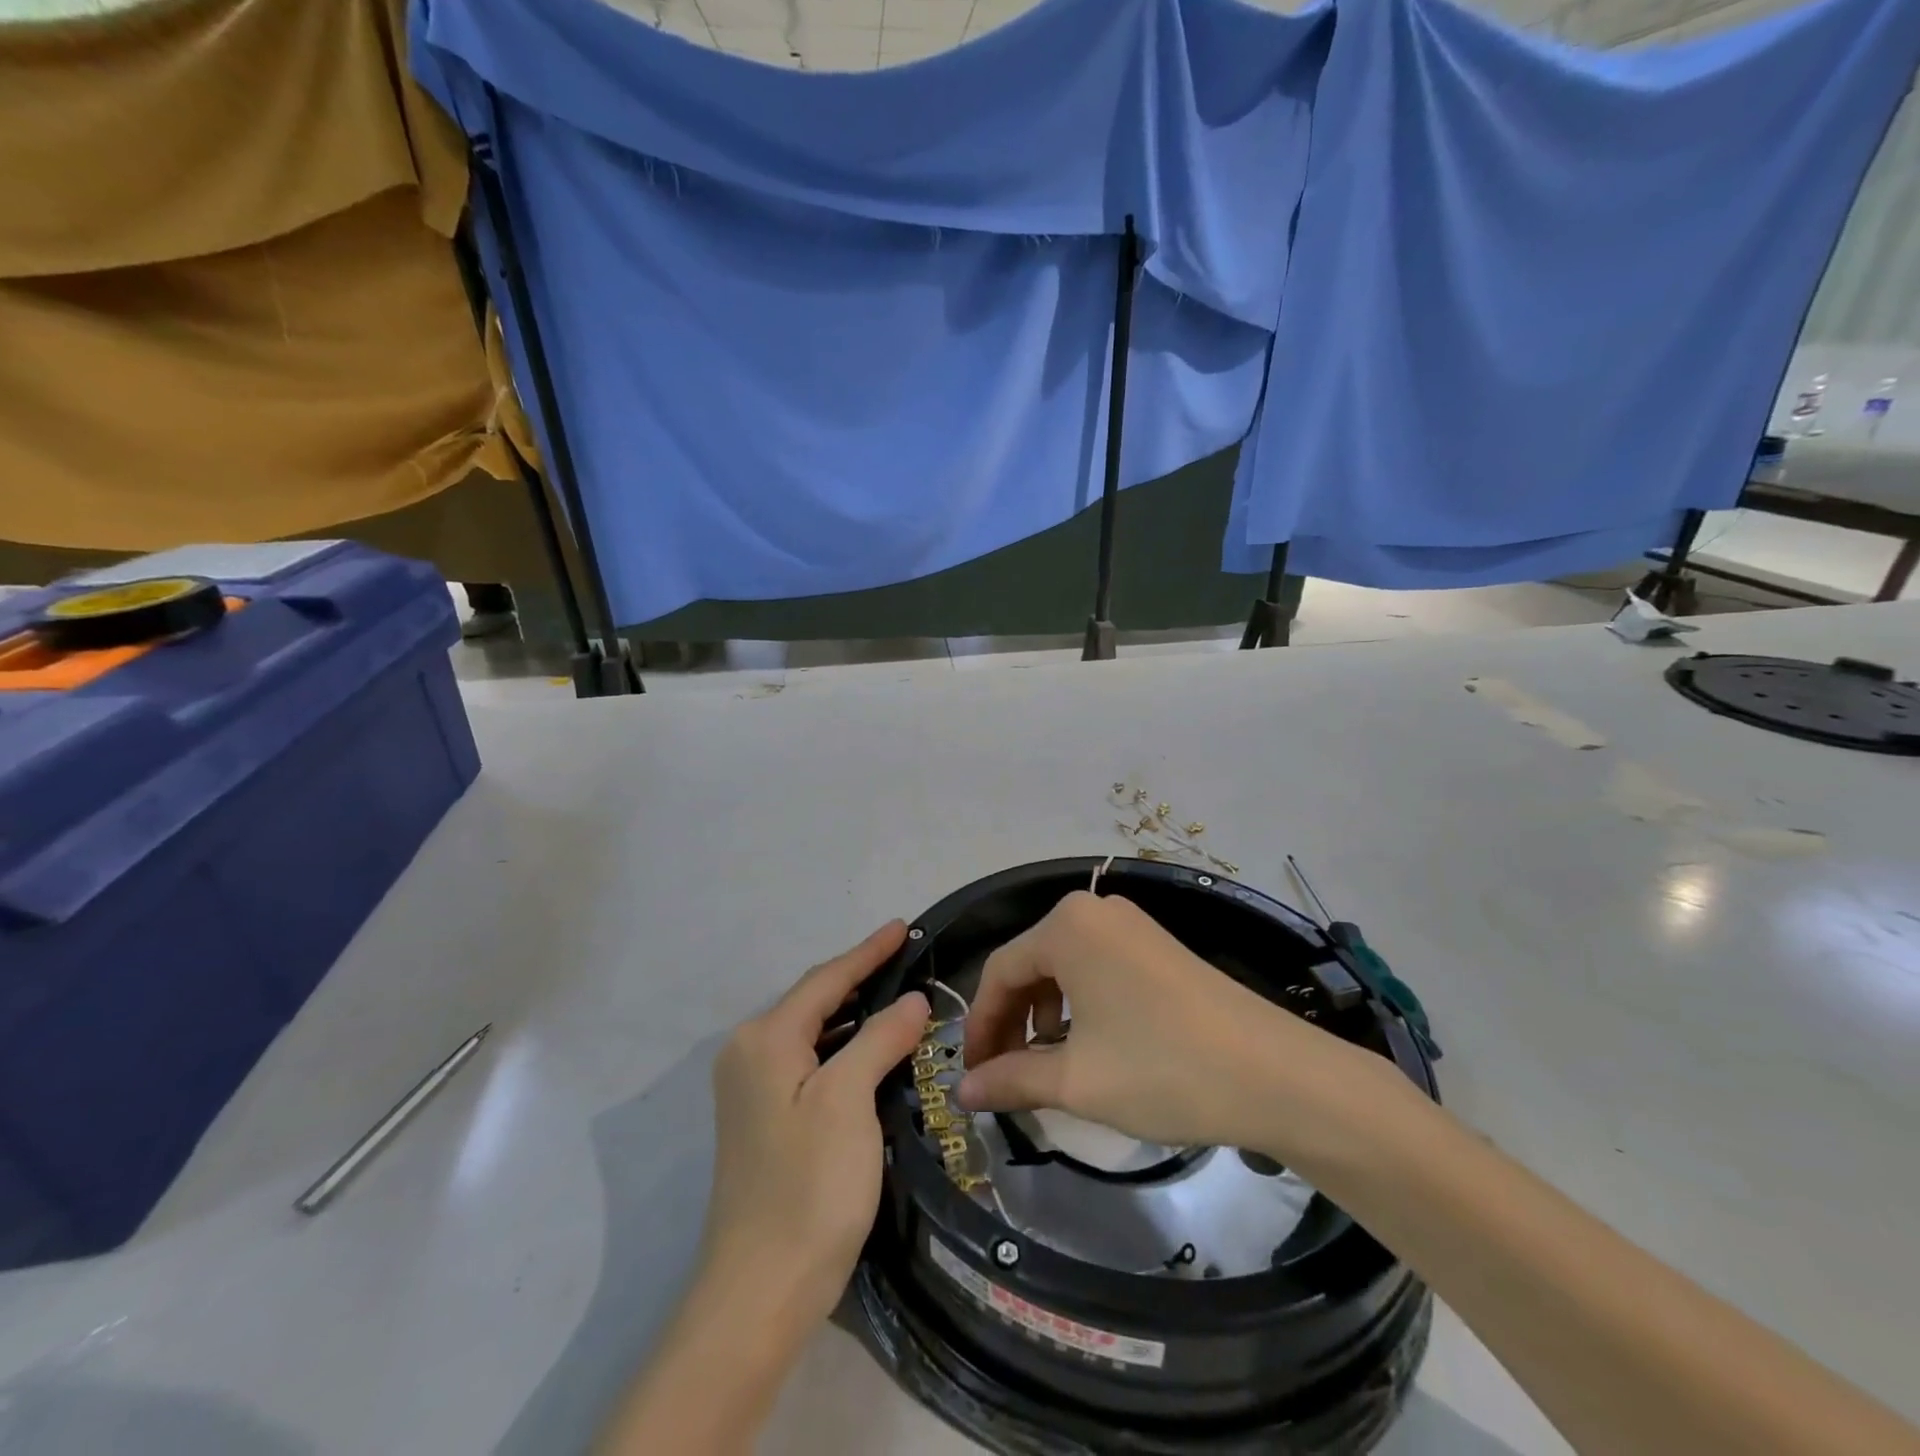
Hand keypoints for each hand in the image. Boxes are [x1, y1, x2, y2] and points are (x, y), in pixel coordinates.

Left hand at [699, 921, 928, 1337]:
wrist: (760, 1289)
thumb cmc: (809, 1185)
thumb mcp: (849, 1100)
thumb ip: (880, 1038)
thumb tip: (911, 1000)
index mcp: (765, 1038)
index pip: (826, 979)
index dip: (869, 951)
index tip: (905, 925)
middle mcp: (749, 1051)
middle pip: (816, 1000)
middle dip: (861, 977)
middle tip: (909, 958)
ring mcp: (751, 1086)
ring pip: (813, 1031)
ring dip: (854, 1013)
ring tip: (899, 995)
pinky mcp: (762, 1116)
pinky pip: (809, 1059)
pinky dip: (842, 1046)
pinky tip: (871, 1048)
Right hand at [958, 891, 1365, 1156]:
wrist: (1277, 1074)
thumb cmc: (1162, 1069)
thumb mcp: (1077, 1080)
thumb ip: (1010, 1079)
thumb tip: (961, 1092)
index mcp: (1065, 926)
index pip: (999, 971)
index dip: (979, 1026)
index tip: (972, 1076)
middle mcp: (1093, 910)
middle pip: (1030, 965)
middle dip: (1011, 1022)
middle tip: (1003, 1076)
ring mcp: (1130, 924)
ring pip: (1063, 967)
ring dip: (1044, 1015)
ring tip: (1045, 1066)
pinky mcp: (1157, 944)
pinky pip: (1096, 967)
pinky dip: (1079, 1005)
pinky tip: (1087, 1045)